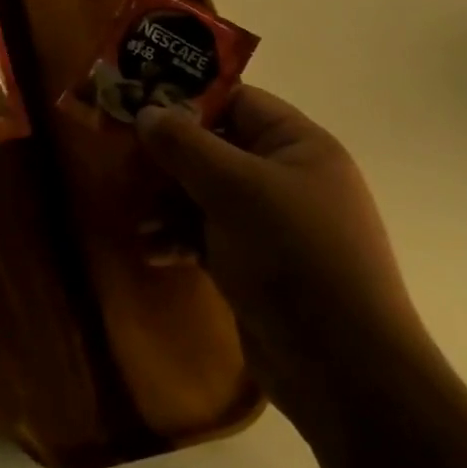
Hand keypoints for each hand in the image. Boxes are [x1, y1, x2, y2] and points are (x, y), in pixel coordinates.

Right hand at [136, 87, 425, 392]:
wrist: (343, 369)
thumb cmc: (294, 256)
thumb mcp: (235, 190)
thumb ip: (186, 146)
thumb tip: (146, 110)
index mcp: (298, 145)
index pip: (236, 101)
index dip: (186, 98)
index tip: (136, 101)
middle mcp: (286, 177)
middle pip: (215, 149)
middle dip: (169, 159)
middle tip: (123, 162)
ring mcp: (272, 224)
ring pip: (207, 195)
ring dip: (169, 204)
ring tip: (139, 220)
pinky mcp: (256, 265)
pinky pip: (209, 235)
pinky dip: (181, 238)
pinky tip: (154, 252)